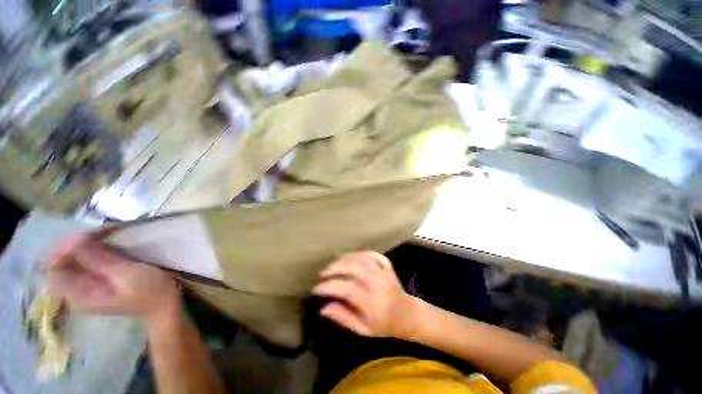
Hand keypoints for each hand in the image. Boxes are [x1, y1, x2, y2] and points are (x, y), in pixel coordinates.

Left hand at [47, 234, 180, 323]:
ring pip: (73, 259)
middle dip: (75, 244)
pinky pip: (86, 260)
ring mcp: (88, 285)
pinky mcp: (99, 279)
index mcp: (80, 295)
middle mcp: (78, 290)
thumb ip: (102, 261)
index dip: (64, 250)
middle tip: (96, 231)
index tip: (84, 236)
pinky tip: (106, 240)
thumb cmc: (150, 291)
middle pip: (62, 262)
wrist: (165, 303)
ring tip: (103, 232)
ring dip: (85, 243)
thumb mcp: (128, 276)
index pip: (55, 270)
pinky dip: (92, 247)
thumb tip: (78, 241)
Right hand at [313, 251, 415, 337]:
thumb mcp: (363, 330)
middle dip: (335, 268)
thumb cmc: (385, 325)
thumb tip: (323, 307)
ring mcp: (383, 272)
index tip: (316, 288)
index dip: (329, 286)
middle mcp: (377, 283)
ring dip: (345, 258)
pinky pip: (373, 254)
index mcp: (372, 302)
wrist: (408, 315)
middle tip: (323, 274)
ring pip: (362, 258)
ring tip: (333, 265)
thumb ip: (343, 318)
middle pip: (354, 267)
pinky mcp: (387, 265)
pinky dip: (361, 253)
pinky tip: (352, 257)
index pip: (346, 289)